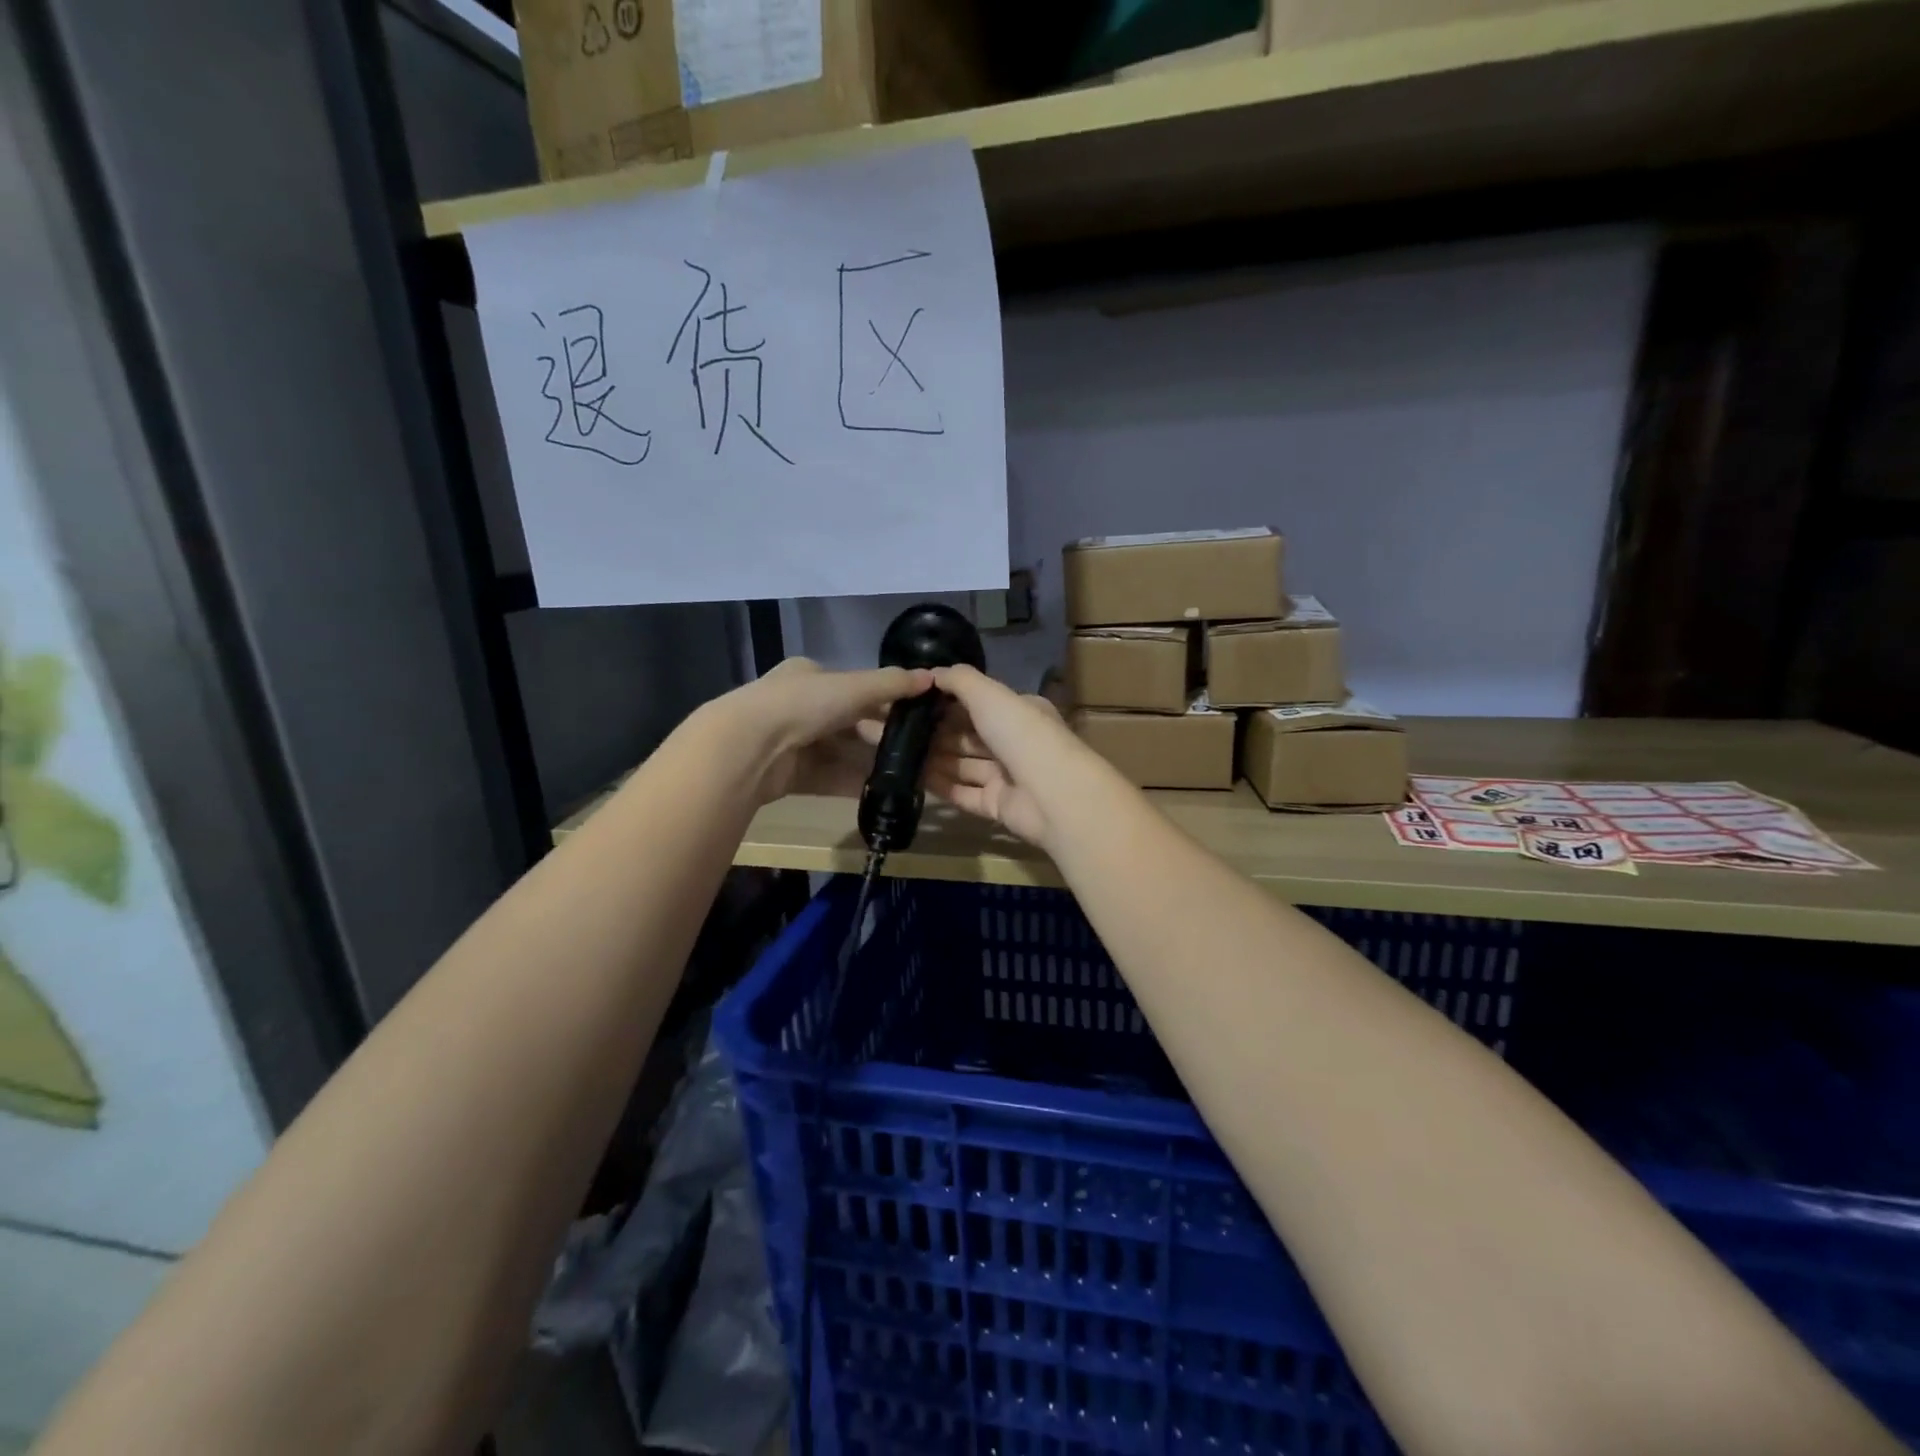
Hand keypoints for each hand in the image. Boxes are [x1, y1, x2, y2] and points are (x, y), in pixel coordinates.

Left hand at [720, 658, 933, 805]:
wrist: (748, 748)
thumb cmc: (803, 704)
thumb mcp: (854, 687)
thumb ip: (892, 684)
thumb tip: (932, 678)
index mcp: (809, 676)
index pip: (854, 686)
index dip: (884, 699)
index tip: (914, 715)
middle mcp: (799, 706)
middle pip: (849, 721)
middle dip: (879, 735)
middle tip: (915, 749)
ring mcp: (793, 742)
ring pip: (840, 752)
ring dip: (869, 762)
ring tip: (905, 773)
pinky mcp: (790, 775)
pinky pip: (829, 778)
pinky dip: (853, 783)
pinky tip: (881, 791)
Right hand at [908, 664, 1099, 847]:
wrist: (1053, 794)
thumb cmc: (1022, 734)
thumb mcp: (990, 694)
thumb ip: (960, 680)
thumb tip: (933, 672)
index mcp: (1020, 712)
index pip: (980, 704)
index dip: (947, 702)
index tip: (913, 702)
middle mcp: (1014, 742)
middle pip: (969, 736)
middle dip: (935, 733)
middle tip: (896, 730)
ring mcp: (1007, 776)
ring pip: (964, 766)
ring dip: (933, 760)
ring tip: (896, 754)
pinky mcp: (998, 806)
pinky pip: (964, 794)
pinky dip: (941, 787)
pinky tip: (912, 779)